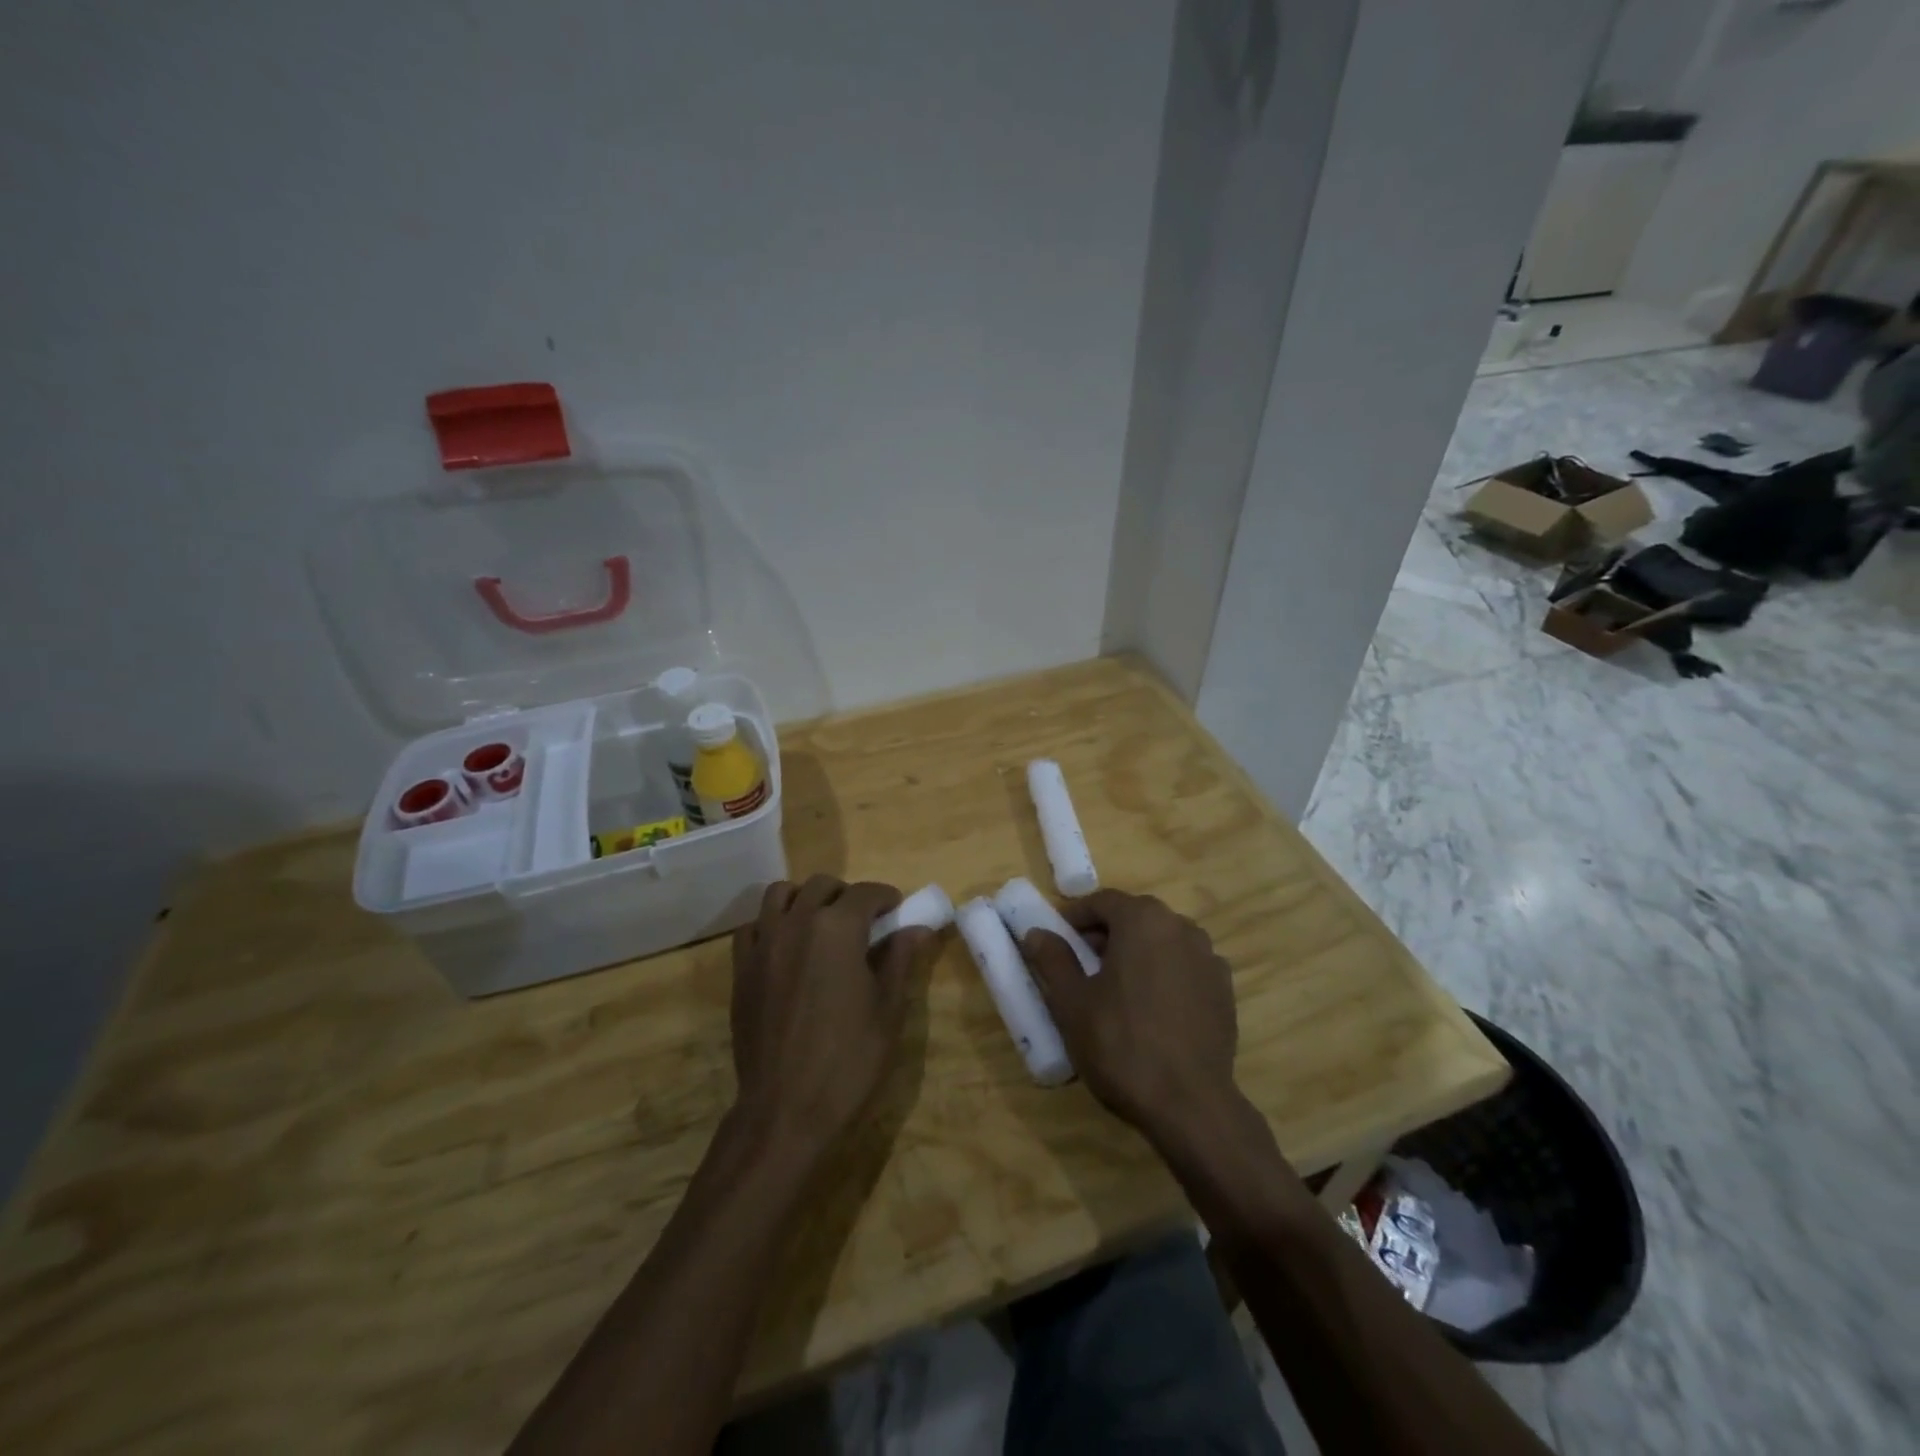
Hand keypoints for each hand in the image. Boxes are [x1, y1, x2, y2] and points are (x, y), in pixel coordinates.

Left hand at [729, 876, 933, 1156]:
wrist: (785, 1109)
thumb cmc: (848, 1060)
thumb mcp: (888, 1010)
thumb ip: (900, 959)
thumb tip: (917, 928)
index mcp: (837, 929)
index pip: (866, 893)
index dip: (886, 898)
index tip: (897, 911)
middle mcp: (796, 923)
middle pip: (822, 886)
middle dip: (847, 895)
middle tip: (863, 922)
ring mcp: (763, 944)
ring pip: (781, 895)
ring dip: (805, 899)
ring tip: (821, 926)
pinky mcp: (741, 969)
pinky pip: (753, 926)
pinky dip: (771, 924)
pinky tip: (786, 948)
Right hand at [1018, 890, 1240, 1144]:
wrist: (1190, 1104)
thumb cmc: (1121, 1045)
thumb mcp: (1072, 1002)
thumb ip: (1053, 960)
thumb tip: (1036, 933)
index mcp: (1143, 920)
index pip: (1103, 901)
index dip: (1076, 917)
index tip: (1058, 938)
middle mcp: (1181, 927)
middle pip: (1136, 917)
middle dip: (1107, 933)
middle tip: (1082, 963)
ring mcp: (1209, 957)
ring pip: (1163, 940)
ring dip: (1138, 952)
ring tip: (1117, 987)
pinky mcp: (1224, 989)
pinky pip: (1185, 966)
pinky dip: (1165, 973)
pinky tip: (1152, 1008)